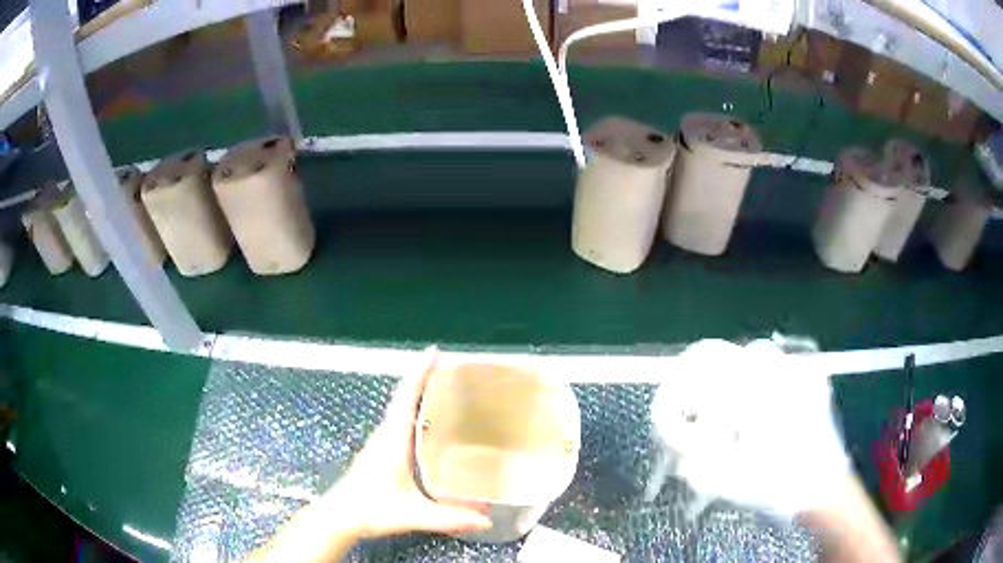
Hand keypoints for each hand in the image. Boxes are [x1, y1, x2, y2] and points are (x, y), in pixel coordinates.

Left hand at [322, 346, 492, 538]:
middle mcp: (385, 436)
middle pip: (403, 398)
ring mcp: (380, 444)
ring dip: (417, 395)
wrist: (339, 517)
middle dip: (423, 379)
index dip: (420, 373)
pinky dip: (413, 413)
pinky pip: (398, 424)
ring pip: (399, 411)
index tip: (435, 352)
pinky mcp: (379, 454)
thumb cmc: (370, 509)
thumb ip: (449, 518)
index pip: (406, 398)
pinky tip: (427, 427)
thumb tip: (488, 520)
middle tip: (450, 370)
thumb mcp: (412, 514)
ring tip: (444, 392)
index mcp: (393, 440)